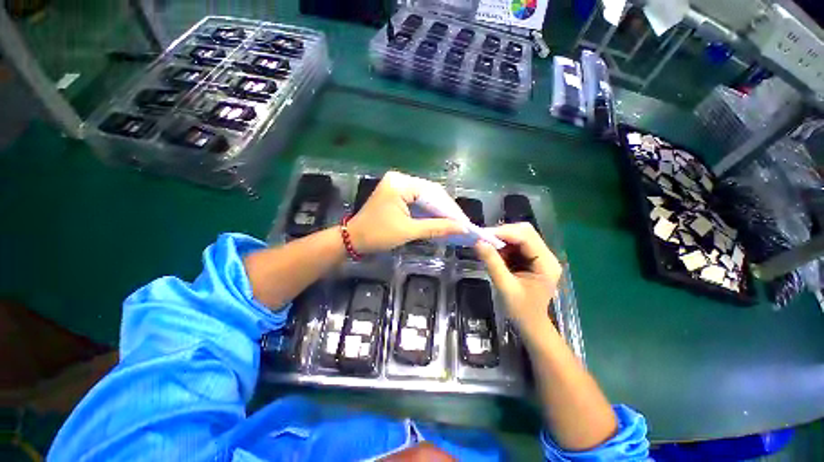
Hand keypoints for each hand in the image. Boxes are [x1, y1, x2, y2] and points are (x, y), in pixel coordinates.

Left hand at [347, 171, 465, 253]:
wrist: (353, 239)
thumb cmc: (377, 235)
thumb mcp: (408, 231)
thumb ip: (436, 227)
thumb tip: (462, 229)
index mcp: (400, 184)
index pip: (433, 194)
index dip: (450, 210)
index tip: (465, 223)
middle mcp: (400, 178)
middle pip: (431, 193)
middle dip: (446, 210)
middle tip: (462, 224)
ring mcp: (398, 184)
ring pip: (426, 196)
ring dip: (439, 211)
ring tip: (454, 224)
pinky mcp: (397, 192)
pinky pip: (418, 200)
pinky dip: (429, 211)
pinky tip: (439, 220)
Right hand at [474, 223, 561, 335]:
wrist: (531, 325)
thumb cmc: (521, 311)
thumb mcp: (505, 287)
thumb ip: (493, 263)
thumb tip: (478, 242)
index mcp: (546, 263)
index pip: (526, 237)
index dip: (504, 232)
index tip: (482, 234)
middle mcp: (546, 255)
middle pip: (525, 232)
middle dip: (502, 233)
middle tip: (483, 239)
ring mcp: (539, 256)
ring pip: (519, 236)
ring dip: (501, 239)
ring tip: (486, 246)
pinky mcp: (531, 258)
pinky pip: (515, 244)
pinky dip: (502, 246)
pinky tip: (494, 253)